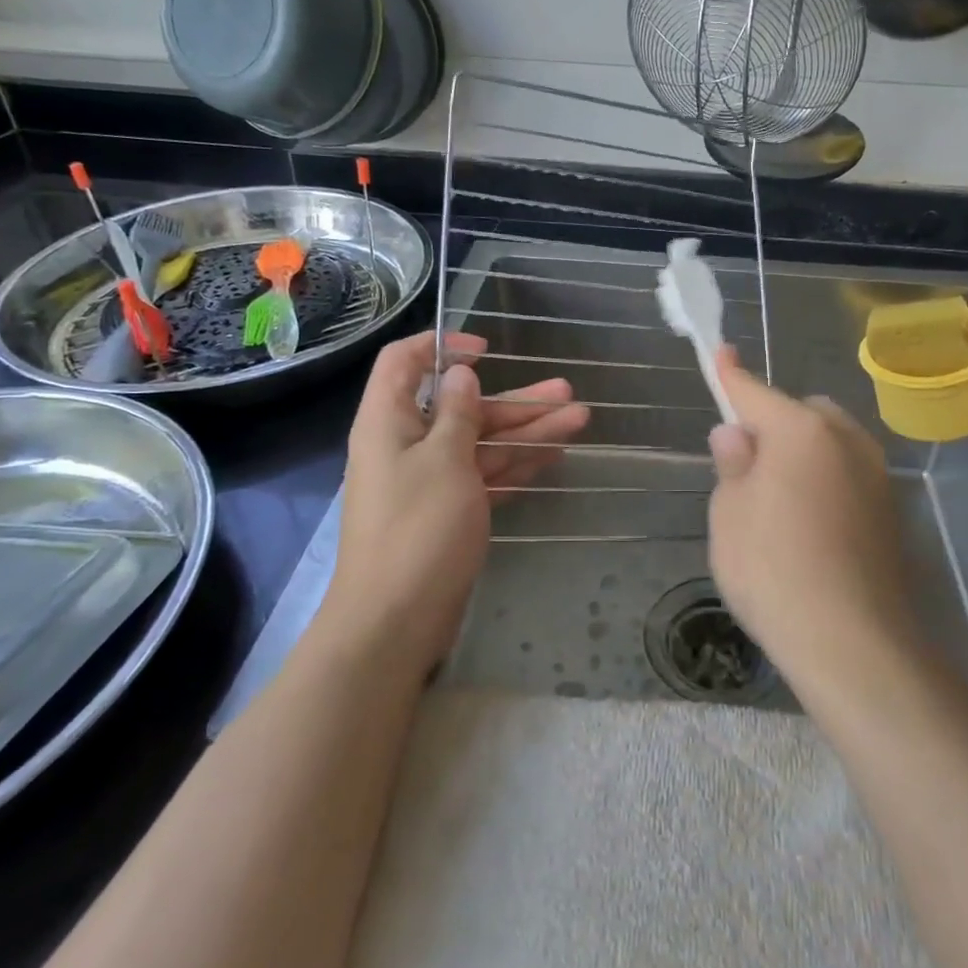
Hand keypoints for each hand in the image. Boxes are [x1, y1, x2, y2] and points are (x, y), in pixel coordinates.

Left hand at [321, 331, 589, 673]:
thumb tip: (459, 375)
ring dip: (527, 432)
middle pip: (461, 408)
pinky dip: (515, 466)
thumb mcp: (445, 460)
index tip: (487, 351)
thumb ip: (457, 413)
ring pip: (481, 444)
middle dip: (515, 400)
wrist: (394, 622)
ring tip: (579, 419)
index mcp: (389, 422)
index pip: (404, 362)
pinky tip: (553, 457)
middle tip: (567, 393)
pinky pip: (483, 476)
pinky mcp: (447, 514)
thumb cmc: (418, 528)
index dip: (442, 345)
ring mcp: (429, 482)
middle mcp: (407, 446)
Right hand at [706, 348, 914, 697]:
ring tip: (778, 501)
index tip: (721, 353)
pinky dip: (826, 482)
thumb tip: (737, 434)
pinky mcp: (891, 512)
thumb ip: (733, 465)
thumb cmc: (773, 570)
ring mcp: (875, 475)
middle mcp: (846, 440)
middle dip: (775, 424)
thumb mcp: (729, 515)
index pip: (755, 393)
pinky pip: (847, 475)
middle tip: (747, 465)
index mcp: (801, 431)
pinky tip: (810, 527)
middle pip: (802, 413)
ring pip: (830, 444)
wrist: (854, 644)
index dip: (732, 376)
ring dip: (804, 453)